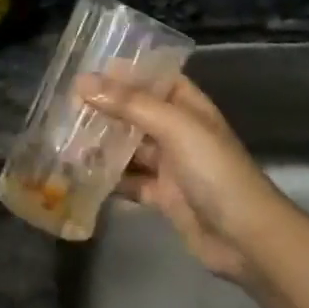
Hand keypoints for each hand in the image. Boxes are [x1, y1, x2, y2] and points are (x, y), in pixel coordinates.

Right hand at [77, 72, 288, 284]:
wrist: (245, 237)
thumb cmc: (215, 171)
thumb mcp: (175, 128)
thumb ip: (130, 104)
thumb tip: (83, 81)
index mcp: (189, 106)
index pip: (154, 78)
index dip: (124, 72)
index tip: (85, 69)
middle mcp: (179, 130)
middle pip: (137, 112)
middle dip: (105, 108)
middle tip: (63, 104)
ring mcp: (171, 165)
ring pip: (130, 147)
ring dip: (102, 143)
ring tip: (63, 137)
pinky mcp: (163, 196)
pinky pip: (130, 181)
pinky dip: (109, 178)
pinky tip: (80, 175)